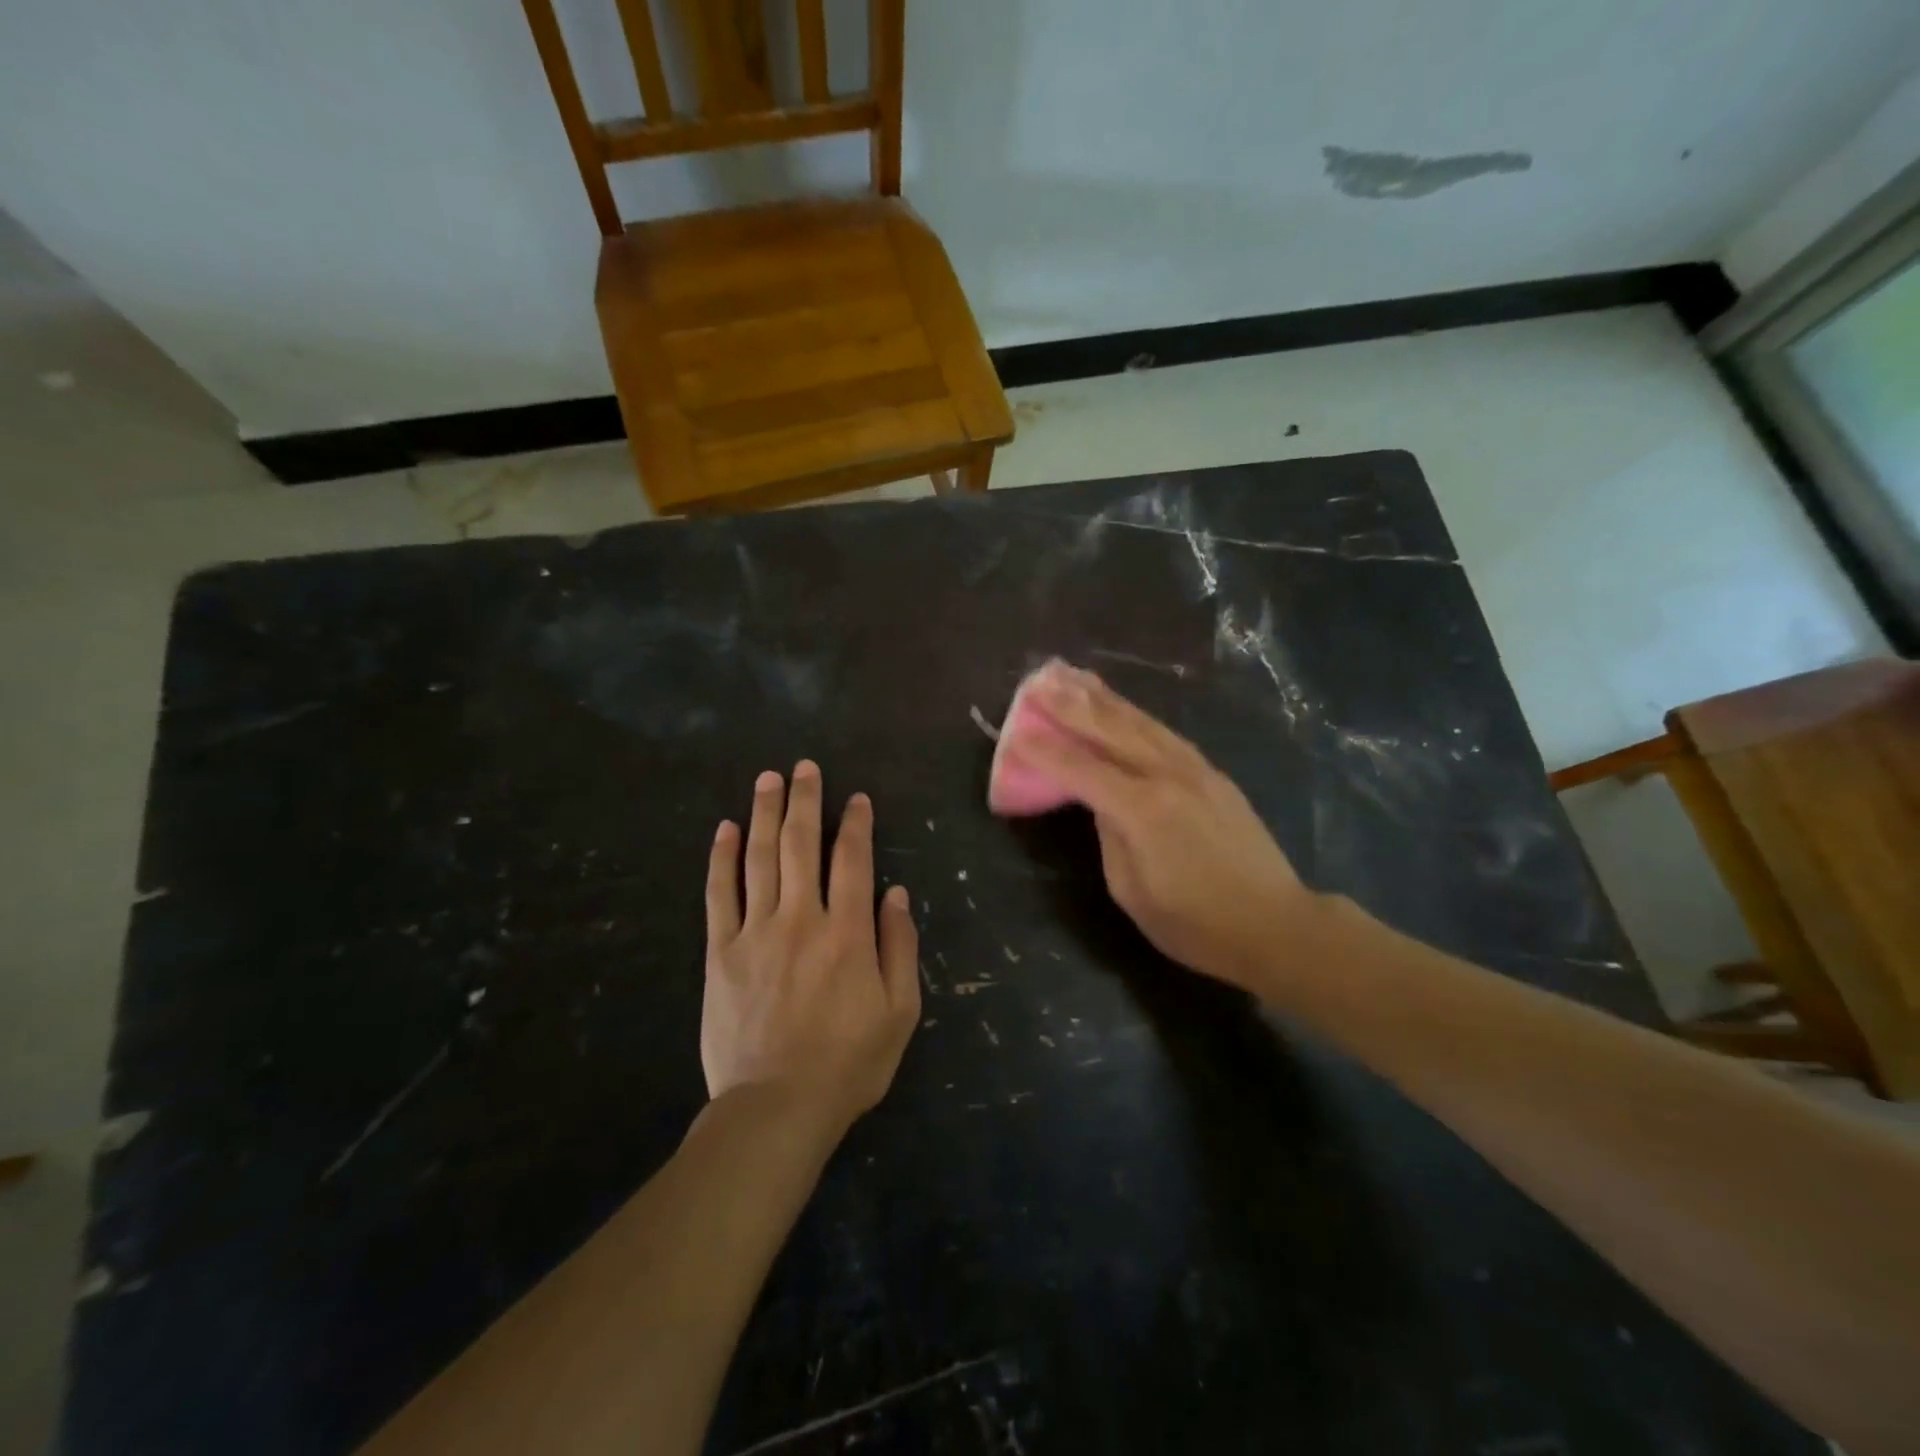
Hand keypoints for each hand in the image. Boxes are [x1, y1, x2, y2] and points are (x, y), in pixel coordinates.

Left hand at [702, 762, 920, 1130]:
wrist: (775, 1108)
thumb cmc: (848, 1063)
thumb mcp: (900, 1011)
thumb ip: (899, 947)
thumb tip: (895, 893)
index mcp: (848, 932)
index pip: (853, 860)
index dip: (856, 824)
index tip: (856, 798)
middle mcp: (801, 919)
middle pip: (801, 844)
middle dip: (805, 801)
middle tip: (804, 767)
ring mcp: (755, 932)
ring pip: (760, 859)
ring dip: (765, 814)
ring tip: (768, 780)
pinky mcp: (720, 953)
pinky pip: (719, 895)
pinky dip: (722, 859)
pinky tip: (725, 829)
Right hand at [1000, 662, 1317, 994]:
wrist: (1275, 924)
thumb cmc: (1195, 923)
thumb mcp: (1132, 891)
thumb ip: (1110, 836)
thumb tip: (1102, 803)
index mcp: (1141, 809)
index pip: (1080, 768)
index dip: (1045, 749)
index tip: (1016, 729)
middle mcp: (1167, 776)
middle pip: (1110, 729)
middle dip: (1070, 704)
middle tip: (1039, 680)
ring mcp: (1194, 769)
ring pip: (1139, 722)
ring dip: (1102, 697)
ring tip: (1073, 676)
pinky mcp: (1212, 773)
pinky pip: (1163, 733)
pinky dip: (1135, 714)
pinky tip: (1121, 705)